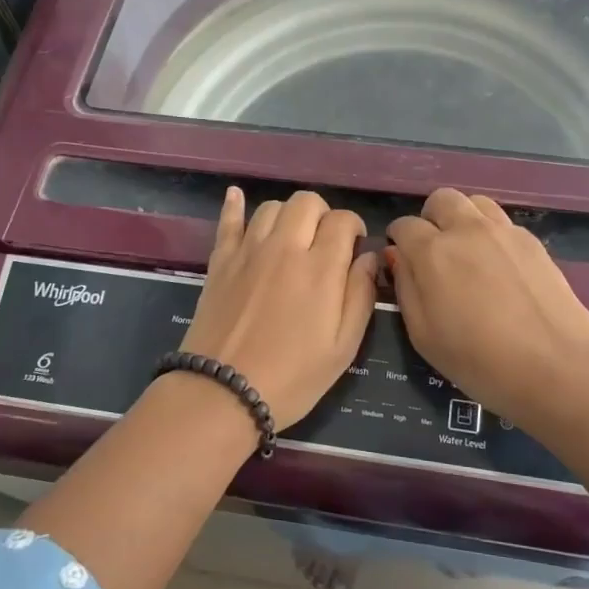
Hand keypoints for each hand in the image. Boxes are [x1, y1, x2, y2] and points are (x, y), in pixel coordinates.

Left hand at [179, 187, 378, 425]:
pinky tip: (236, 195)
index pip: (342, 220)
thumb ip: (360, 295)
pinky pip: (228, 221)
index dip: (353, 228)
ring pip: (272, 207)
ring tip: (292, 239)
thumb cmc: (292, 377)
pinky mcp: (220, 261)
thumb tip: (368, 256)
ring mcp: (248, 251)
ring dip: (289, 216)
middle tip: (325, 244)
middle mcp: (284, 247)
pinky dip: (234, 206)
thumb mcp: (343, 347)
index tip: (353, 249)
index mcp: (320, 268)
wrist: (222, 392)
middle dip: (323, 215)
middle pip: (307, 202)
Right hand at [386, 188, 588, 429]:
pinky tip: (498, 266)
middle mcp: (466, 229)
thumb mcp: (423, 336)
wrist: (558, 369)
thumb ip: (405, 288)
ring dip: (462, 219)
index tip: (404, 264)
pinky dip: (491, 233)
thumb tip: (398, 257)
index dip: (398, 242)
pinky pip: (502, 221)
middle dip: (430, 220)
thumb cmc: (480, 362)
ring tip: (467, 253)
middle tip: (434, 254)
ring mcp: (504, 231)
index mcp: (432, 252)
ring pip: (474, 202)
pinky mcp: (533, 242)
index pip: (404, 226)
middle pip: (440, 200)